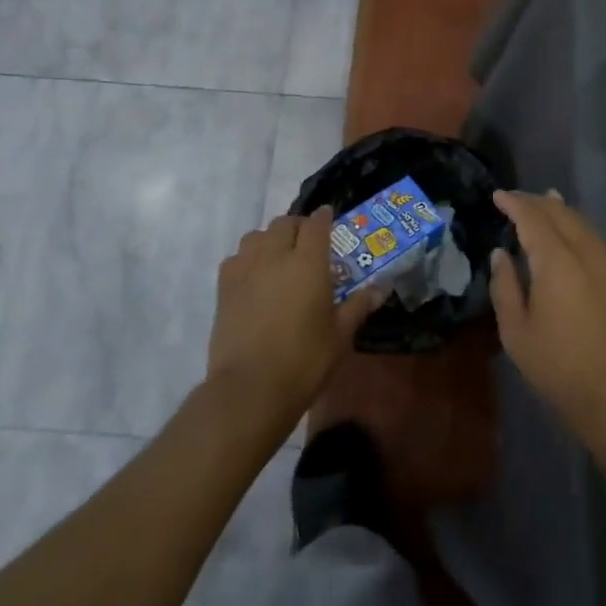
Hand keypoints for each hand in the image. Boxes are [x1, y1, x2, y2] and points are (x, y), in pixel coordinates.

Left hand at [207, 209, 381, 429]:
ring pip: (256, 236)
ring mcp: (246, 270)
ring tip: (279, 255)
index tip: (329, 216)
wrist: (250, 389)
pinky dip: (246, 258)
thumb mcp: (340, 335)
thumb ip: (358, 306)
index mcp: (309, 263)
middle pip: (284, 224)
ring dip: (270, 238)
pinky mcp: (224, 288)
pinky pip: (235, 258)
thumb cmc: (304, 361)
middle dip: (298, 226)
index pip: (316, 225)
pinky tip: (253, 276)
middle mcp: (276, 256)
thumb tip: (381, 289)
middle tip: (308, 241)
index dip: (324, 217)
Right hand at [490, 190, 605, 449]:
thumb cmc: (560, 367)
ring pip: (582, 223)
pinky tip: (572, 233)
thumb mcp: (517, 333)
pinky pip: (594, 237)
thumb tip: (501, 254)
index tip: (497, 195)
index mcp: (557, 260)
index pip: (533, 217)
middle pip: (561, 213)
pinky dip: (578, 226)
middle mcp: (585, 252)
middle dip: (537, 202)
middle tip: (515, 200)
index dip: (514, 203)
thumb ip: (505, 287)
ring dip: (561, 210)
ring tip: (547, 201)